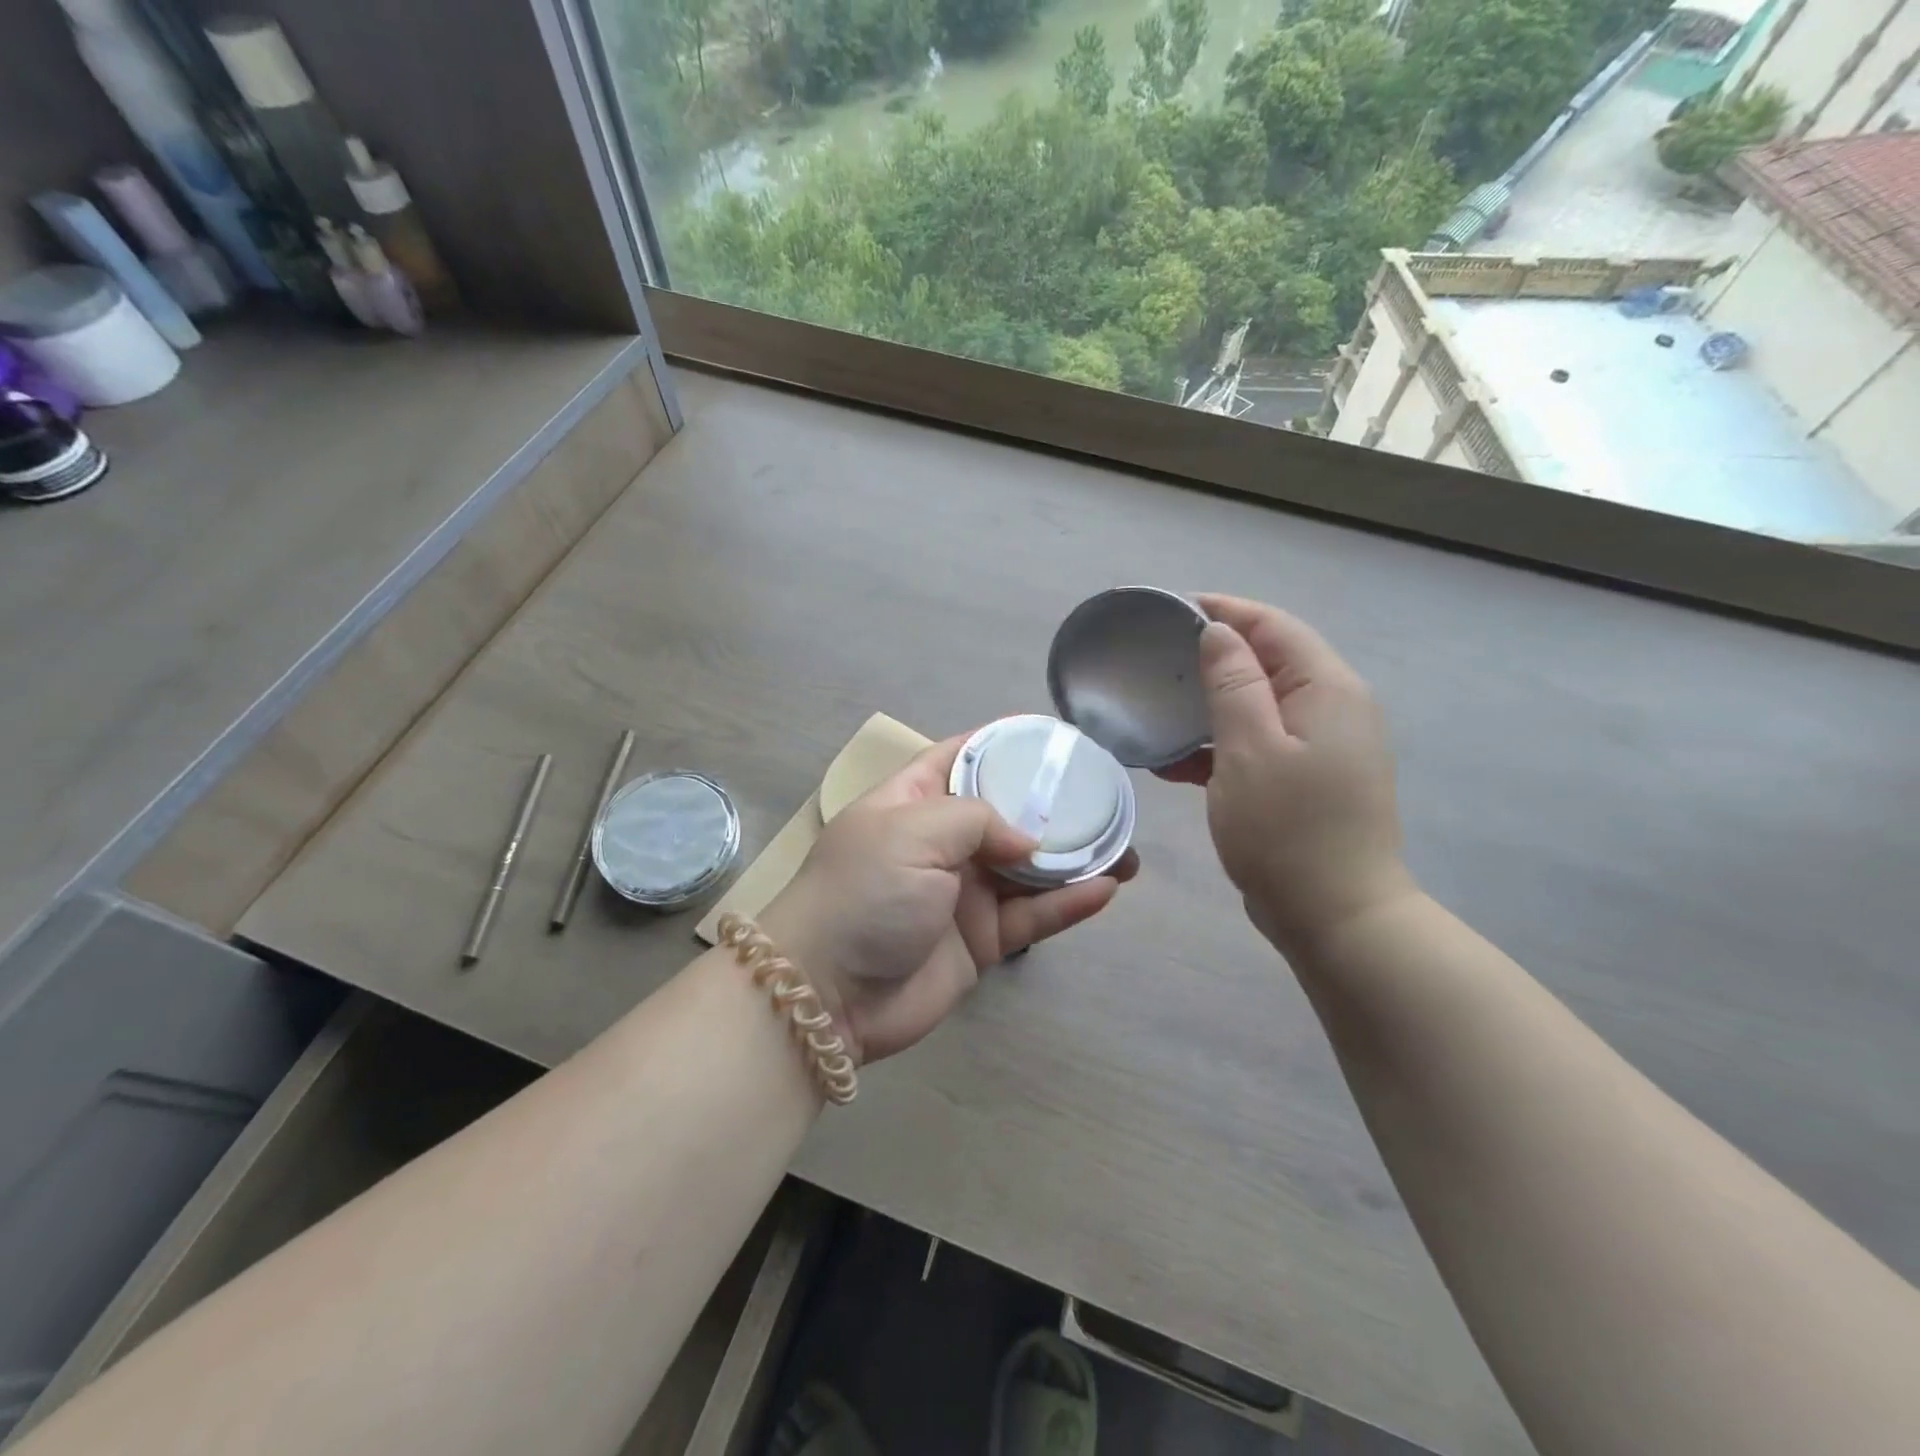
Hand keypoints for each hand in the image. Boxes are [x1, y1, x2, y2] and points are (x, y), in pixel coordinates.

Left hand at [760, 735, 1137, 1064]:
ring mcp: (963, 893)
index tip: (1053, 738)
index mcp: (914, 801)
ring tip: (1125, 849)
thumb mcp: (912, 831)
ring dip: (1075, 859)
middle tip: (1106, 799)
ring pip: (1030, 869)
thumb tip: (1027, 841)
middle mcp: (941, 842)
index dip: (1004, 744)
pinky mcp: (981, 941)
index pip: (961, 756)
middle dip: (1054, 807)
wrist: (827, 993)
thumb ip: (978, 819)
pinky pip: (1032, 917)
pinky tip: (1106, 889)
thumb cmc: (863, 892)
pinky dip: (1068, 904)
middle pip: (1008, 813)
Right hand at [1159, 594, 1413, 952]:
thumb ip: (1233, 683)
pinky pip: (1261, 743)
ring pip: (1260, 705)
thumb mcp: (1249, 749)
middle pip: (1269, 661)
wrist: (1336, 918)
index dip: (1224, 610)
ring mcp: (1325, 747)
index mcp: (1328, 689)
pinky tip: (1174, 763)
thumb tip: (1219, 631)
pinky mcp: (1310, 780)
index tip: (1170, 611)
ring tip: (1158, 713)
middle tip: (1157, 662)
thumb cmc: (1287, 830)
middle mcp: (1335, 708)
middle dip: (1213, 657)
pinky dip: (1220, 745)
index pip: (1273, 627)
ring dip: (1211, 706)